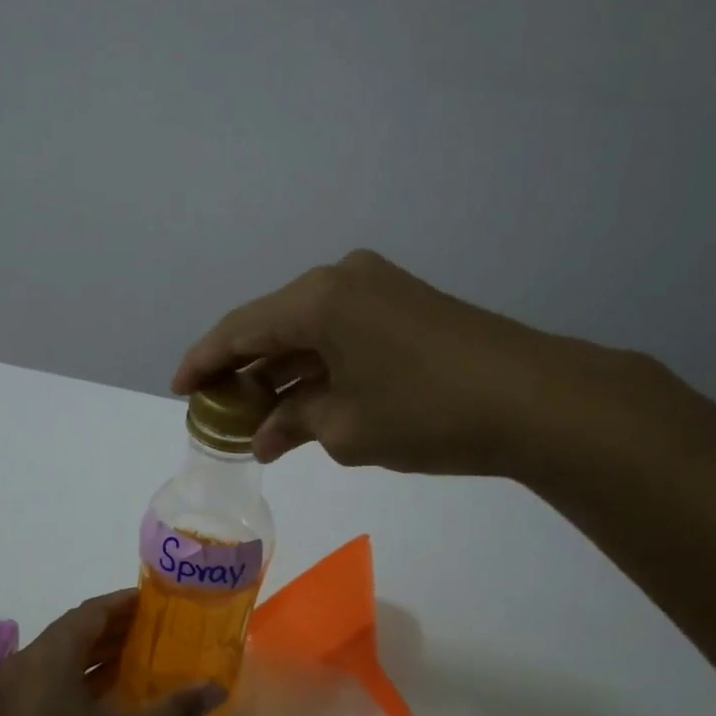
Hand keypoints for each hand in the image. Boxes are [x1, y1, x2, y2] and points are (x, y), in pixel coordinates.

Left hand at [0, 592, 223, 715]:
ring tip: (145, 654)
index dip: (126, 603)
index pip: (91, 612)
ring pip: (63, 656)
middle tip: (160, 627)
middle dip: (118, 627)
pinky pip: (53, 678)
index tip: (160, 602)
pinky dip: (84, 676)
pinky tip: (116, 689)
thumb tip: (218, 686)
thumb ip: (176, 707)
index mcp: (49, 656)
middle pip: (76, 630)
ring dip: (101, 652)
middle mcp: (26, 663)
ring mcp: (14, 692)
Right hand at [173, 250, 637, 477]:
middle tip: (217, 409)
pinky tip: (304, 399)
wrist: (536, 400)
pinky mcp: (405, 305)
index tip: (179, 390)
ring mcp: (378, 288)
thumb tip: (264, 437)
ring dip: (282, 370)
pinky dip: (318, 365)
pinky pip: (341, 332)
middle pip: (272, 324)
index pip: (240, 329)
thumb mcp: (346, 428)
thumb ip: (293, 423)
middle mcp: (342, 279)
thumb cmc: (427, 413)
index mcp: (317, 299)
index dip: (202, 361)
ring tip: (255, 414)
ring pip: (308, 330)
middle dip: (243, 369)